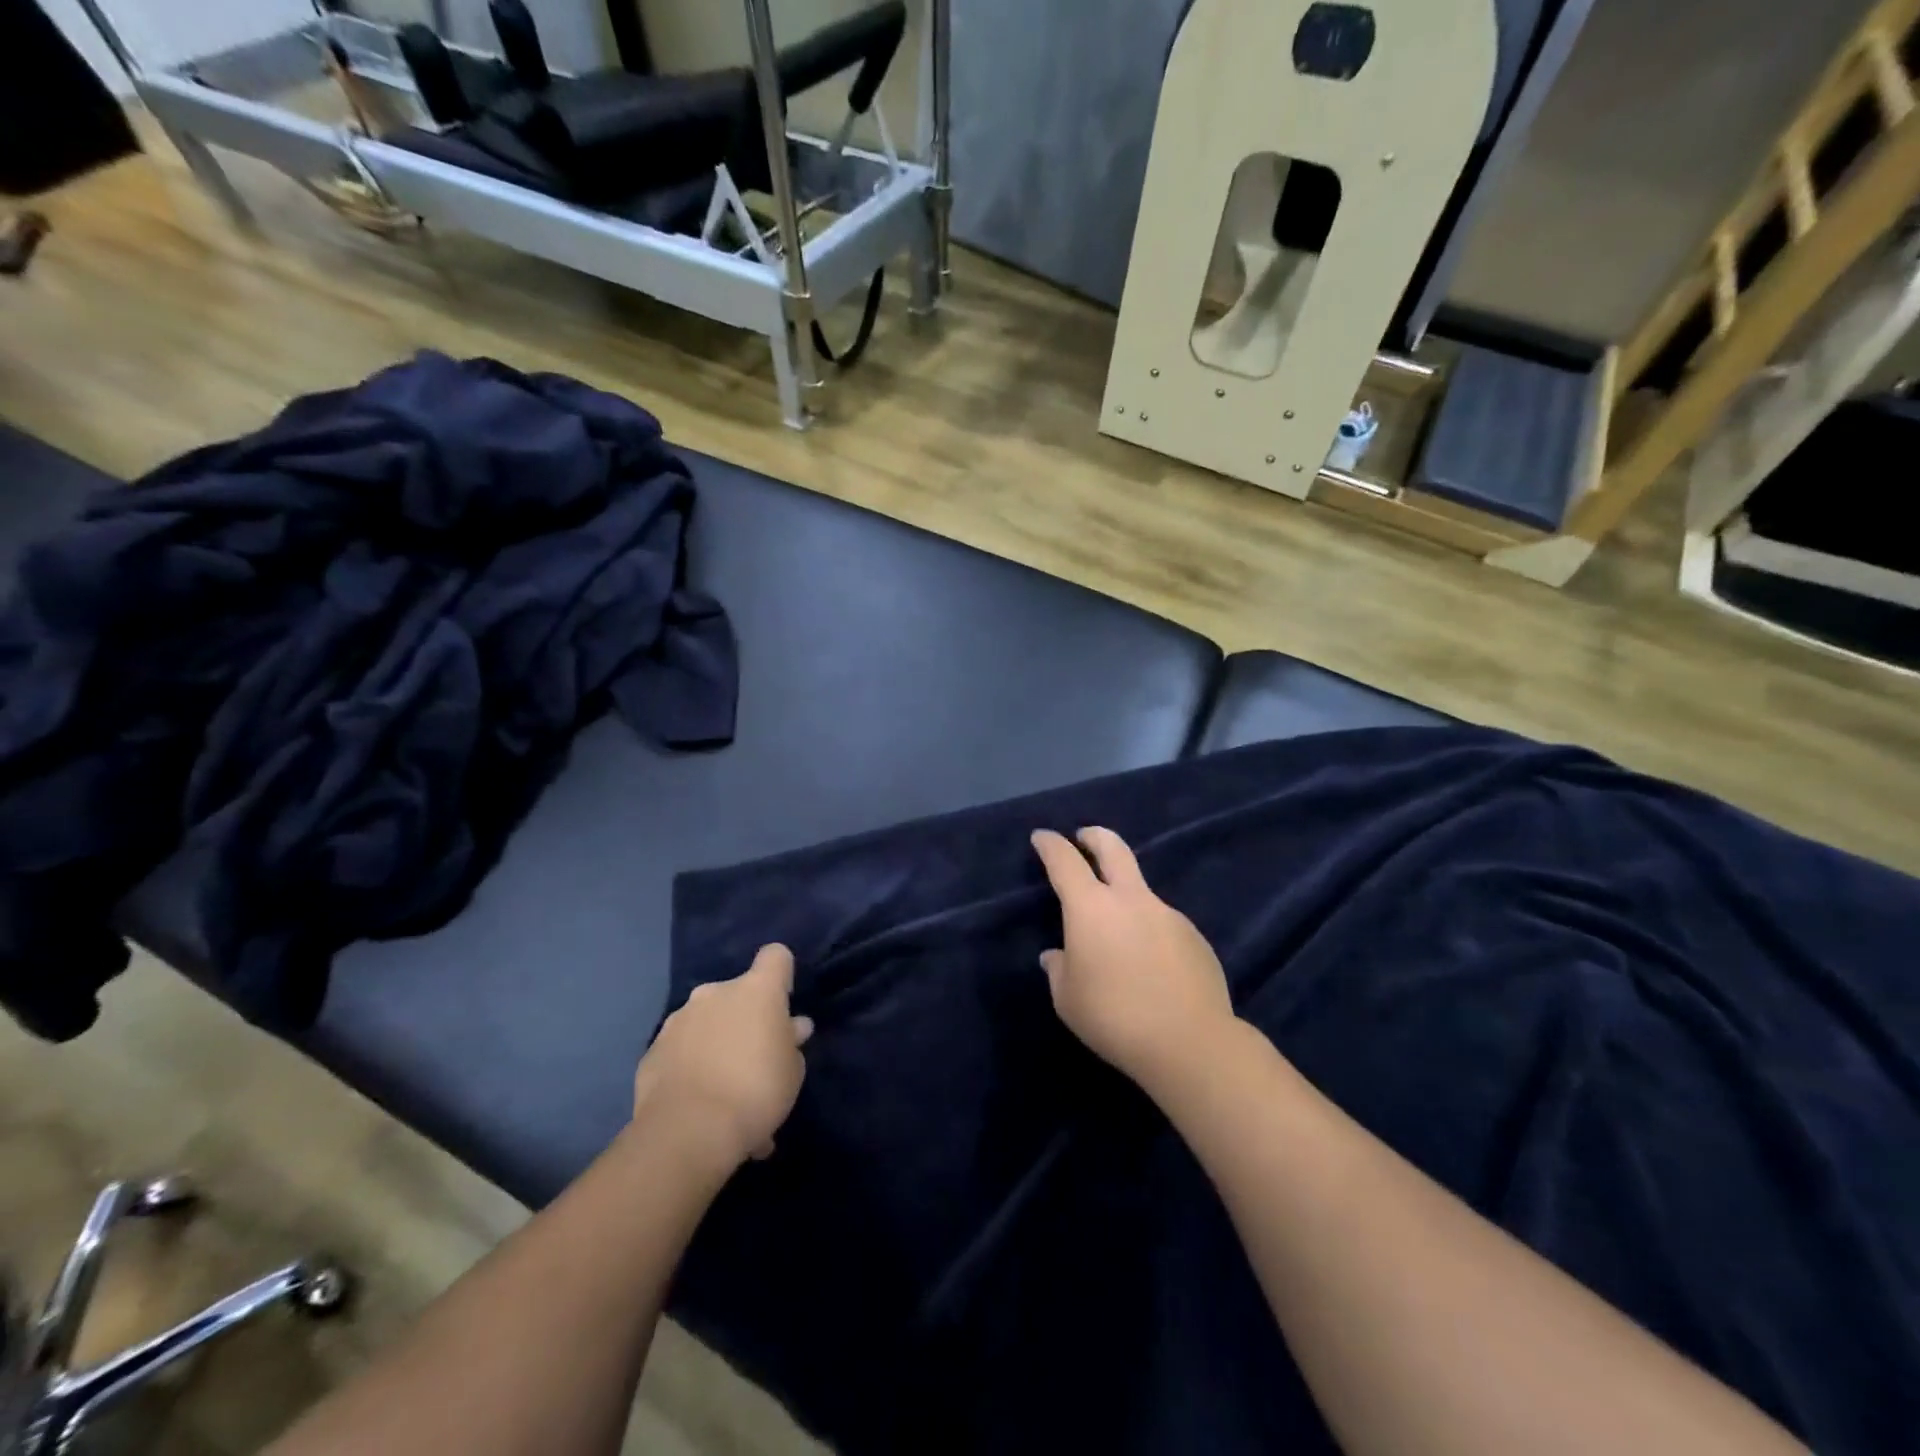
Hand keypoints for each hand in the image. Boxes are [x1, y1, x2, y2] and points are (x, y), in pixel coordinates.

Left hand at [633, 944, 813, 1166]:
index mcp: (756, 990)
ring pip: (706, 1022)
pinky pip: (681, 1051)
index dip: (781, 975)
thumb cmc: (756, 1090)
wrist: (688, 1132)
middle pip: (737, 993)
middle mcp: (714, 993)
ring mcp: (678, 1020)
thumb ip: (790, 1042)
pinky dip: (690, 1067)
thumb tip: (792, 1027)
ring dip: (716, 1042)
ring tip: (724, 1089)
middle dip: (745, 1018)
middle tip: (754, 1059)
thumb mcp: (792, 1071)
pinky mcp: (652, 1052)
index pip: (775, 956)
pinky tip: (697, 1102)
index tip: (783, 1003)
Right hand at [1031, 827, 1235, 1096]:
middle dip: (1094, 836)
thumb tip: (1057, 955)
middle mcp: (1131, 900)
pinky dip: (1150, 933)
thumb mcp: (1068, 999)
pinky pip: (1163, 925)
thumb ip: (1059, 969)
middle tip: (1084, 837)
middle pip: (1113, 848)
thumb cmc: (1114, 1017)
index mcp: (1091, 908)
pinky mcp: (1195, 936)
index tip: (1042, 838)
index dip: (1050, 845)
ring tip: (1118, 939)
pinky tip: (1151, 967)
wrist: (1190, 1042)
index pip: (1065, 861)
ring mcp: (1168, 914)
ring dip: (1125, 899)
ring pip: (1141, 892)